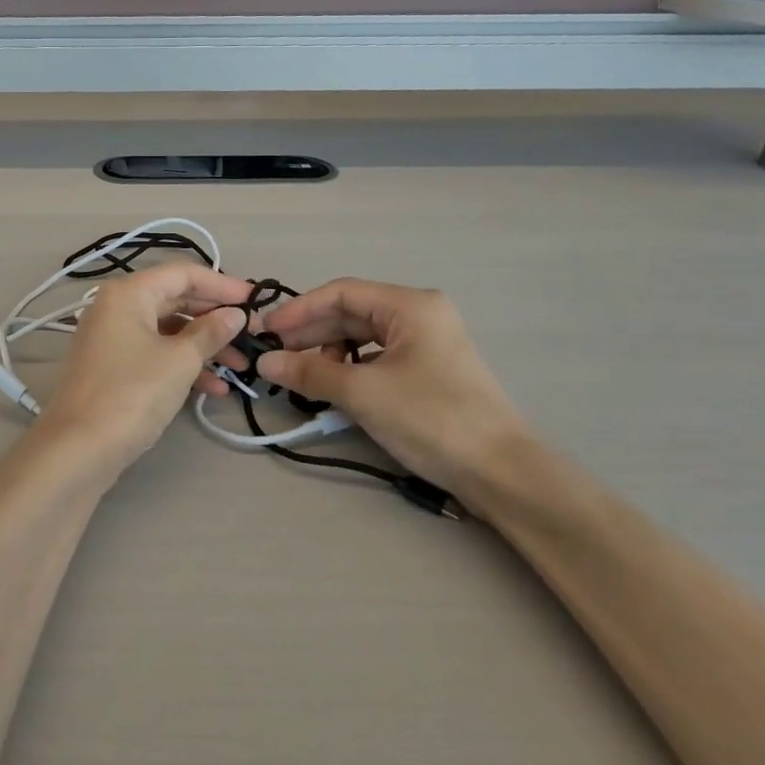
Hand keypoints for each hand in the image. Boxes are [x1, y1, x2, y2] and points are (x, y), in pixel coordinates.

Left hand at [35, 263, 252, 474]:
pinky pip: (155, 355)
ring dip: (205, 347)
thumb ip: (211, 332)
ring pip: (168, 331)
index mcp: (129, 293)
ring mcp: (112, 339)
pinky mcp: (113, 368)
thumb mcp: (180, 361)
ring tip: (241, 368)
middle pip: (175, 300)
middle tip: (252, 333)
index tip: (256, 300)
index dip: (222, 284)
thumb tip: (235, 314)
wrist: (78, 449)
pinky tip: (215, 389)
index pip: (183, 273)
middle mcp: (116, 307)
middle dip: (215, 318)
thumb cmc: (132, 394)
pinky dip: (183, 366)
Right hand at [255, 280, 529, 494]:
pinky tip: (332, 387)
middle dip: (311, 334)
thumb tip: (264, 363)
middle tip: (274, 357)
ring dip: (328, 353)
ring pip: (362, 337)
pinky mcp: (428, 370)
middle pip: (351, 314)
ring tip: (301, 376)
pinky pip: (377, 358)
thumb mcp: (363, 393)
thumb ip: (309, 373)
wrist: (500, 472)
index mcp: (410, 306)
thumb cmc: (431, 418)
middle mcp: (419, 315)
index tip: (266, 332)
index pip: (340, 293)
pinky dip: (350, 369)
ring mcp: (427, 343)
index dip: (298, 311)